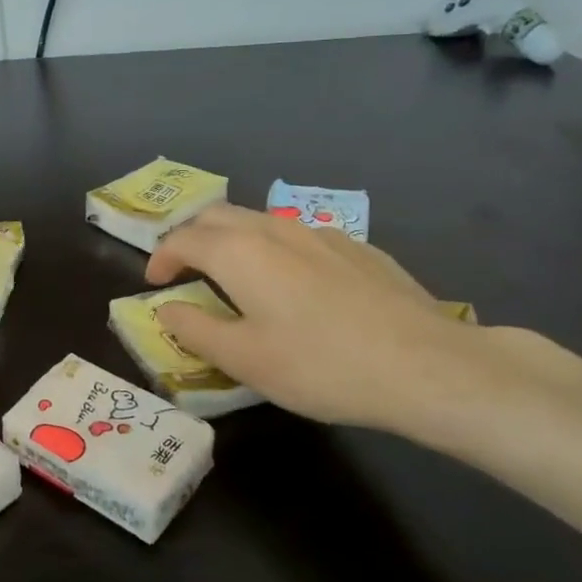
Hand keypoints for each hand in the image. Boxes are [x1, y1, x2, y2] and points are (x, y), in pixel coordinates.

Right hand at [145, 204, 474, 430]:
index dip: (161, 257)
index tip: (155, 284)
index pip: (183, 239)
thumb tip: (166, 309)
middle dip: (191, 237)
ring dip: (232, 238)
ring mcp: (320, 234)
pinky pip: (297, 234)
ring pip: (259, 219)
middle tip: (185, 269)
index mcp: (239, 253)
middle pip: (218, 215)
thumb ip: (194, 329)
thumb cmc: (320, 365)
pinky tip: (292, 283)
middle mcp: (275, 230)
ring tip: (232, 274)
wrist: (426, 366)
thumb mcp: (243, 359)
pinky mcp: (356, 248)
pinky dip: (272, 248)